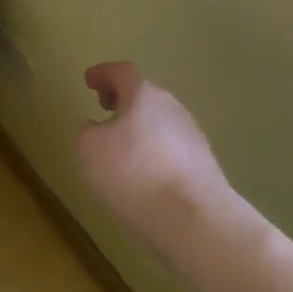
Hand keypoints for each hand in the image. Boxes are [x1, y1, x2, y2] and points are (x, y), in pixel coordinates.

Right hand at [76, 62, 237, 244]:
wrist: (195, 218)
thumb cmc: (134, 173)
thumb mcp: (91, 149)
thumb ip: (87, 132)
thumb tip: (95, 128)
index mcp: (144, 95)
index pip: (122, 72)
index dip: (103, 74)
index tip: (89, 80)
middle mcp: (172, 108)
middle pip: (145, 96)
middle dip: (123, 99)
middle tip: (105, 107)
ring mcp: (193, 137)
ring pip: (160, 122)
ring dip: (140, 127)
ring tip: (121, 145)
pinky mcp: (205, 166)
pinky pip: (172, 149)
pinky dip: (154, 152)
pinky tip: (144, 173)